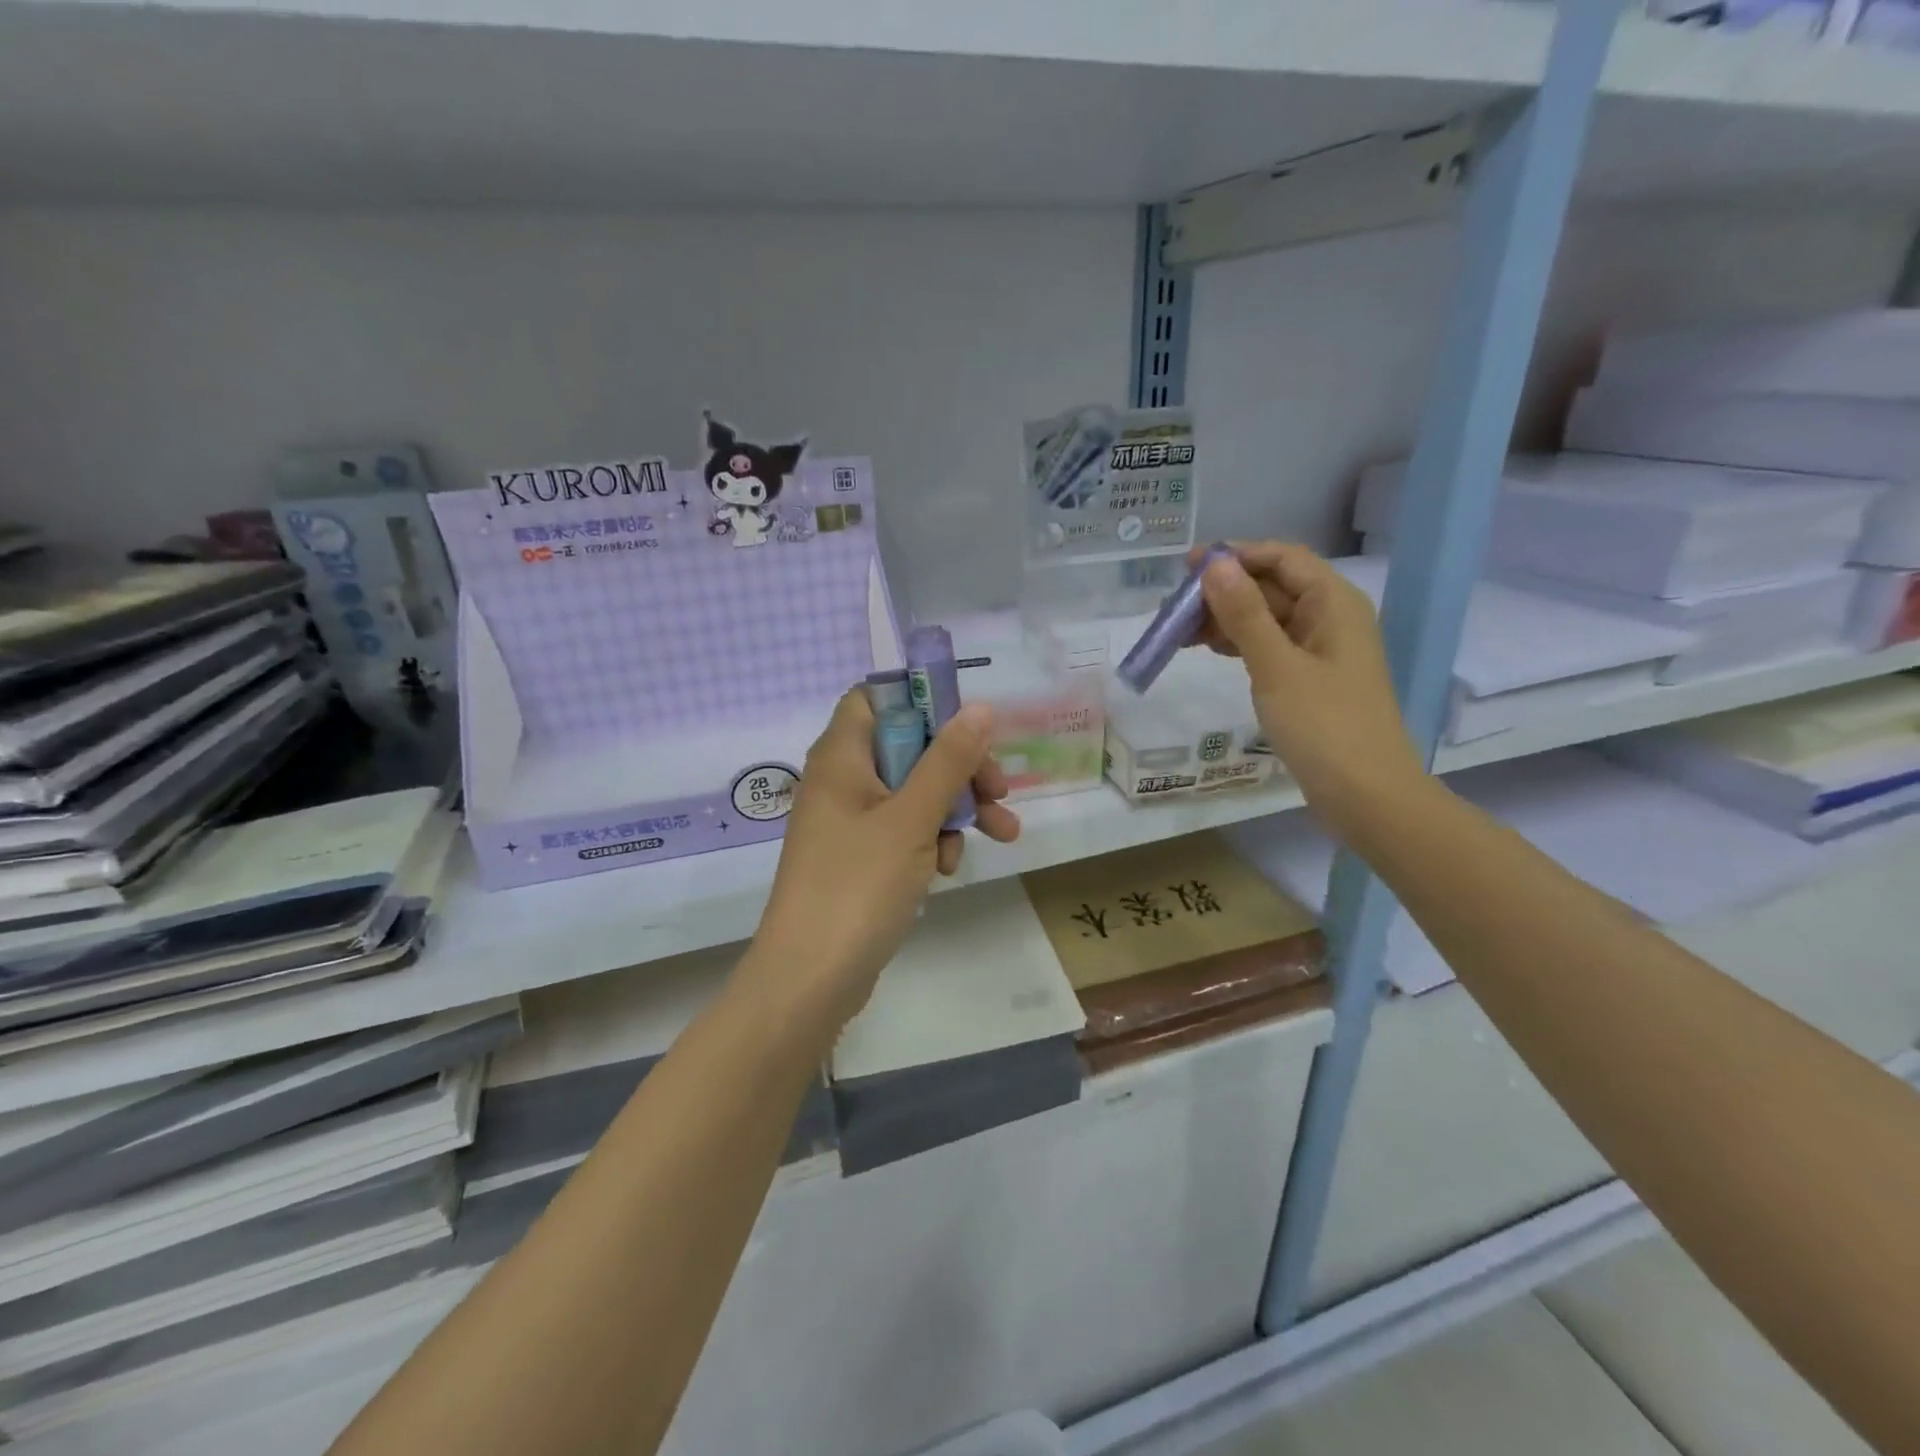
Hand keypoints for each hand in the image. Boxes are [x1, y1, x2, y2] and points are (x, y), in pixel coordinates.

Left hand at [747, 689, 1019, 1031]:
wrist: (810, 979)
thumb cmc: (857, 886)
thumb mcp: (911, 818)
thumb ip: (947, 761)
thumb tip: (979, 707)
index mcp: (841, 756)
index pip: (875, 698)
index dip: (922, 702)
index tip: (968, 725)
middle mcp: (842, 780)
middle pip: (908, 748)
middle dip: (960, 767)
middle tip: (1000, 790)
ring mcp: (850, 822)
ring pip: (914, 793)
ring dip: (956, 809)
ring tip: (1001, 835)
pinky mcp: (860, 858)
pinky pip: (904, 831)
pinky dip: (931, 841)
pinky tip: (947, 870)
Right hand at [1193, 541, 1427, 841]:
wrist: (1366, 795)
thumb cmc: (1324, 725)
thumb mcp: (1276, 666)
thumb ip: (1245, 613)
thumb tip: (1215, 564)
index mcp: (1333, 603)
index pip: (1282, 558)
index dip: (1236, 556)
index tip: (1188, 567)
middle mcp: (1330, 618)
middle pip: (1272, 587)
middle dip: (1224, 591)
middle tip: (1173, 608)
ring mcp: (1321, 650)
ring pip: (1267, 618)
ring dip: (1226, 619)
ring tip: (1180, 632)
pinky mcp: (1310, 679)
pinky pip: (1270, 646)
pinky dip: (1240, 644)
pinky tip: (1210, 651)